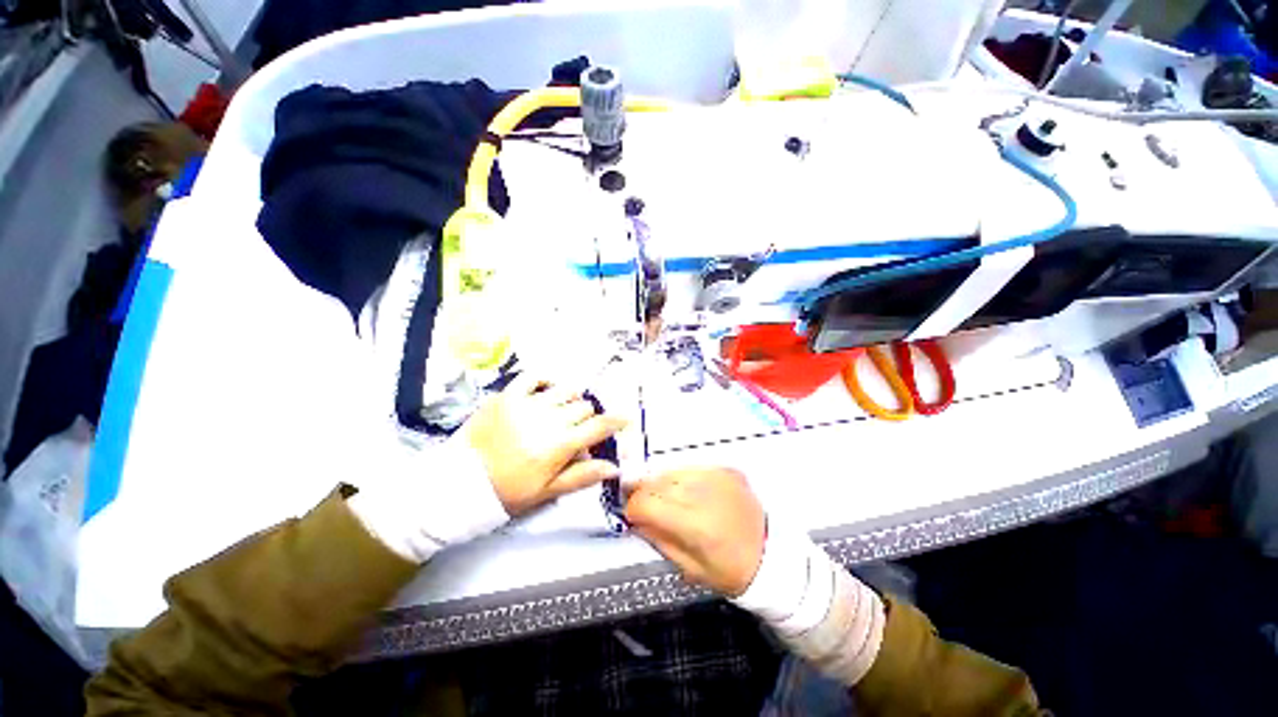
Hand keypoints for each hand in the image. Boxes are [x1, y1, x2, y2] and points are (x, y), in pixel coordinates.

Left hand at [462, 373, 626, 515]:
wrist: (460, 483)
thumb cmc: (508, 490)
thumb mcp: (547, 491)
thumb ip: (582, 476)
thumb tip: (614, 467)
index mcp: (559, 445)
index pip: (598, 427)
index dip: (616, 421)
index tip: (624, 418)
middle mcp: (548, 419)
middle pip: (583, 407)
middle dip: (586, 418)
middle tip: (576, 431)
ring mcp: (527, 404)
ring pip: (565, 391)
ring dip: (570, 401)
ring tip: (560, 413)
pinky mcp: (507, 395)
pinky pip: (533, 377)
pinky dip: (545, 381)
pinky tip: (546, 391)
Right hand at [625, 468, 765, 596]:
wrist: (773, 553)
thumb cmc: (731, 570)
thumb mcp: (690, 568)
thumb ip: (658, 540)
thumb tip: (635, 520)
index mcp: (694, 523)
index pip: (646, 502)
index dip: (632, 509)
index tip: (632, 517)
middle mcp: (702, 492)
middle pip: (655, 482)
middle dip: (644, 495)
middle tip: (647, 509)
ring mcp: (715, 476)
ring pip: (670, 471)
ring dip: (661, 485)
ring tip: (668, 501)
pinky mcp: (724, 469)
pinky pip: (690, 468)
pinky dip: (682, 479)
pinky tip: (688, 493)